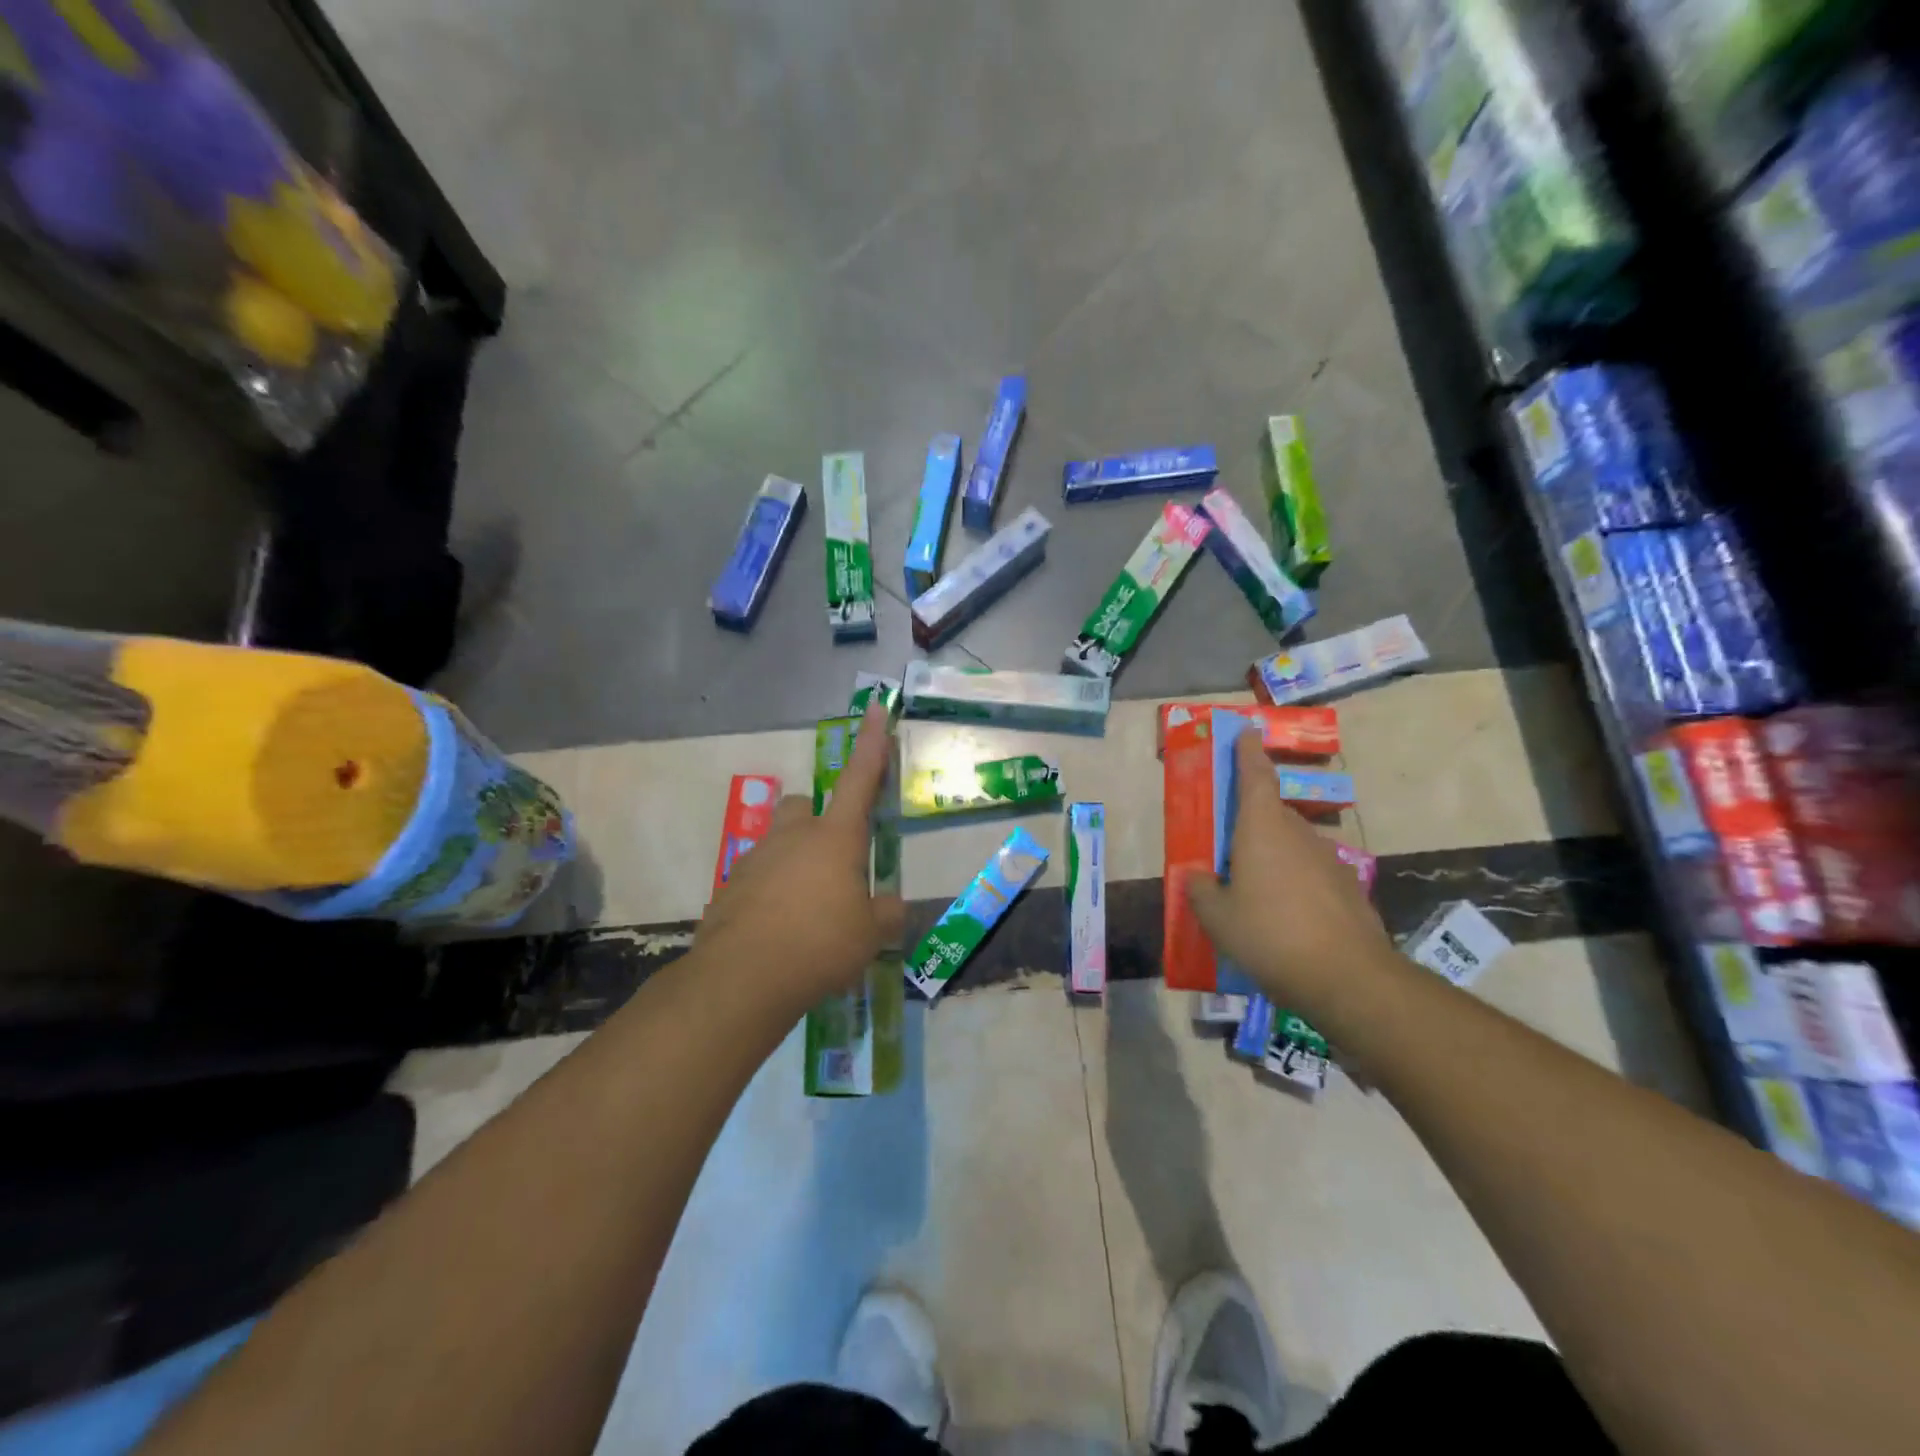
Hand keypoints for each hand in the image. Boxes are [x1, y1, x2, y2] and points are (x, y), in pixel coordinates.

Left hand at [697, 703, 905, 1004]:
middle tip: (833, 864)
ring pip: (779, 844)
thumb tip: (891, 906)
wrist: (742, 978)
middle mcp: (793, 837)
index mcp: (834, 837)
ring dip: (795, 863)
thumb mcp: (869, 934)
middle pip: (805, 807)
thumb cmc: (820, 944)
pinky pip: (759, 879)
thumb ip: (886, 914)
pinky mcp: (730, 888)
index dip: (872, 742)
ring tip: (807, 912)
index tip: (876, 707)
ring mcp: (756, 860)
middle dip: (819, 823)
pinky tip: (780, 932)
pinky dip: (771, 895)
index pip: (860, 778)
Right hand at [1186, 730, 1393, 1012]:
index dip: (1248, 753)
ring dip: (1272, 854)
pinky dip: (1294, 882)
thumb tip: (1197, 876)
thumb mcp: (1217, 919)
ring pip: (1292, 844)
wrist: (1349, 979)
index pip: (1255, 777)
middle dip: (1250, 820)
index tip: (1246, 732)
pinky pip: (1310, 872)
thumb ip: (1201, 891)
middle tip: (1228, 843)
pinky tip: (1284, 915)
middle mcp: (1298, 835)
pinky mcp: (1347, 888)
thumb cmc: (1270, 936)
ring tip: (1253, 889)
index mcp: (1262, 830)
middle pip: (1271, 813)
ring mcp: (1328, 860)